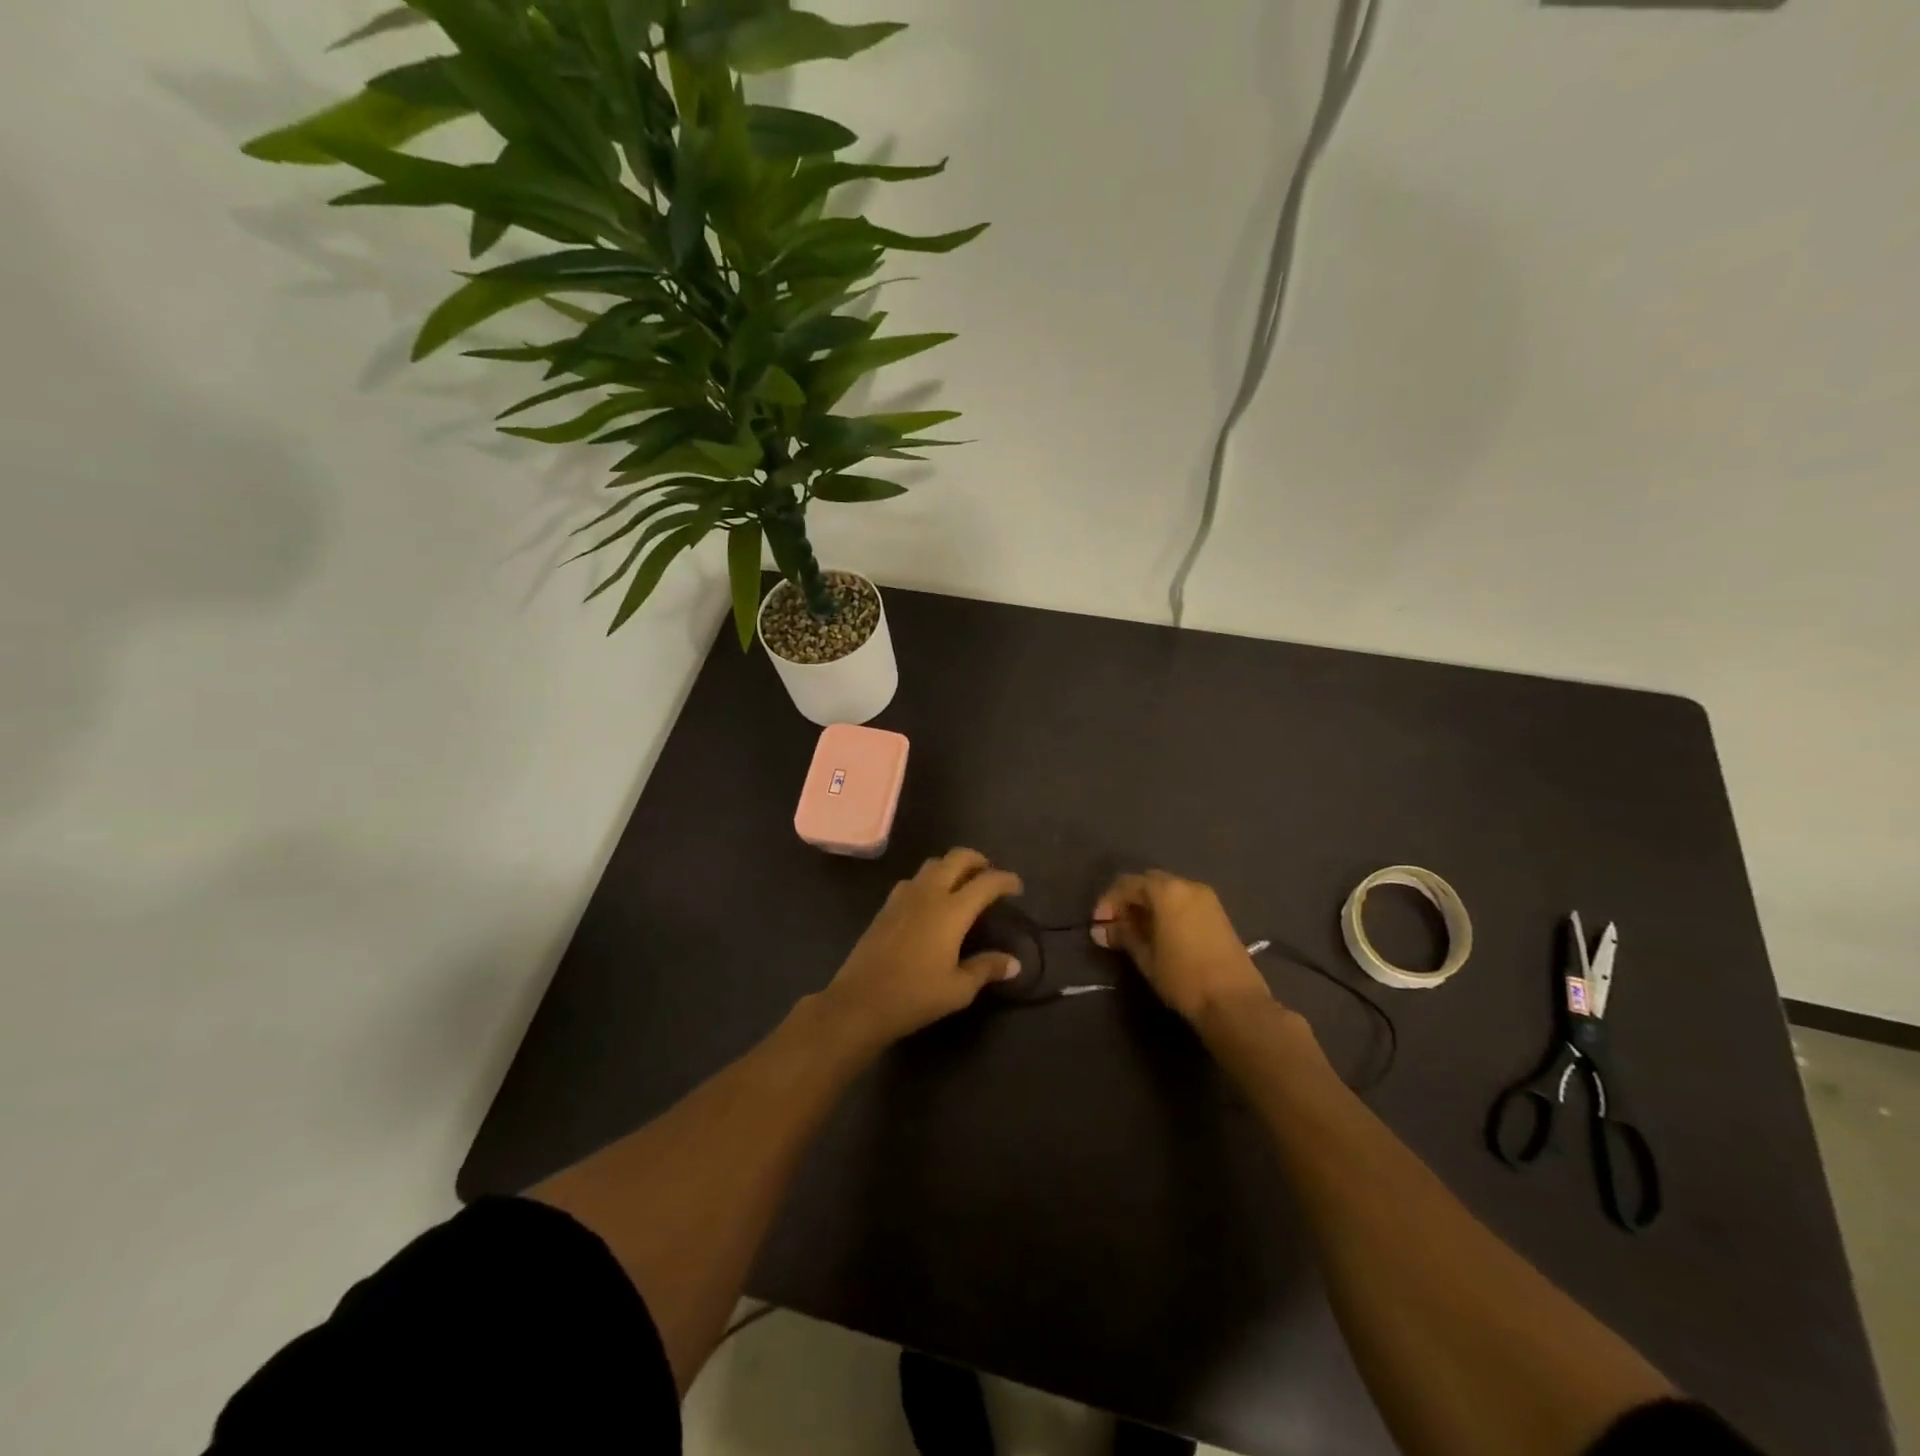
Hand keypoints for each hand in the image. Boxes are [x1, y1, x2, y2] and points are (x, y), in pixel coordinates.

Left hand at [819, 848, 1024, 1048]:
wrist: (860, 1001)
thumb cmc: (915, 996)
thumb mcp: (958, 989)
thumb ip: (986, 968)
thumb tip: (1013, 963)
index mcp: (951, 910)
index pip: (986, 882)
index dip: (1005, 880)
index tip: (1017, 887)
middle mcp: (928, 893)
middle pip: (957, 858)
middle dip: (978, 860)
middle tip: (989, 875)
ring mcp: (903, 896)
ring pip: (933, 864)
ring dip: (952, 866)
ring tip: (962, 885)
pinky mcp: (886, 906)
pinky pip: (914, 879)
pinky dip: (930, 880)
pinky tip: (931, 902)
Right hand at [1092, 870, 1274, 1023]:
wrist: (1234, 1002)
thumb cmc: (1183, 977)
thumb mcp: (1146, 957)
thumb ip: (1123, 936)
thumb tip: (1101, 929)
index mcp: (1166, 890)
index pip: (1127, 884)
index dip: (1108, 902)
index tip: (1098, 924)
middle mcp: (1187, 885)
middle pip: (1148, 883)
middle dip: (1128, 901)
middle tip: (1115, 926)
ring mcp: (1207, 898)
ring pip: (1168, 892)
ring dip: (1148, 906)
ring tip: (1136, 932)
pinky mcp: (1218, 914)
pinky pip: (1184, 902)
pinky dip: (1167, 911)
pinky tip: (1160, 934)